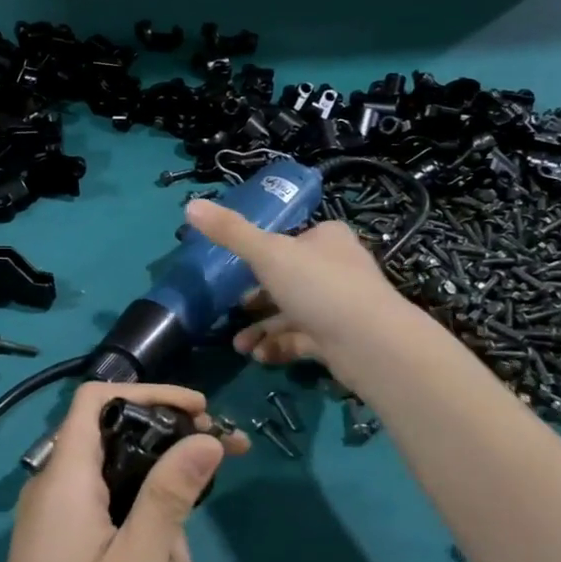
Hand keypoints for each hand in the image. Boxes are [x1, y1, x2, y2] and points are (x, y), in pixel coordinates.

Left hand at [0, 382, 245, 561]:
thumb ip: (170, 496)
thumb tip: (206, 438)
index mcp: (65, 478)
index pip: (98, 399)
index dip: (150, 393)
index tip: (200, 411)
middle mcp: (57, 489)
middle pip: (120, 444)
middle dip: (170, 463)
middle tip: (220, 472)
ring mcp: (60, 522)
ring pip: (125, 490)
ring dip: (160, 521)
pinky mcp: (67, 550)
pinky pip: (113, 522)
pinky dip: (142, 543)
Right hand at [184, 198, 405, 368]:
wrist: (370, 343)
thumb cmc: (318, 286)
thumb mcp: (267, 253)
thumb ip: (230, 232)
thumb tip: (190, 204)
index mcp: (326, 239)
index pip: (290, 239)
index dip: (263, 253)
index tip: (235, 271)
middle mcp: (337, 267)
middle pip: (289, 279)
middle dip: (256, 299)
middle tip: (231, 312)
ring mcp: (341, 305)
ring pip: (292, 313)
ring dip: (263, 329)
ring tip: (240, 346)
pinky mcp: (341, 339)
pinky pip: (302, 339)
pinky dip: (279, 346)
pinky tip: (260, 357)